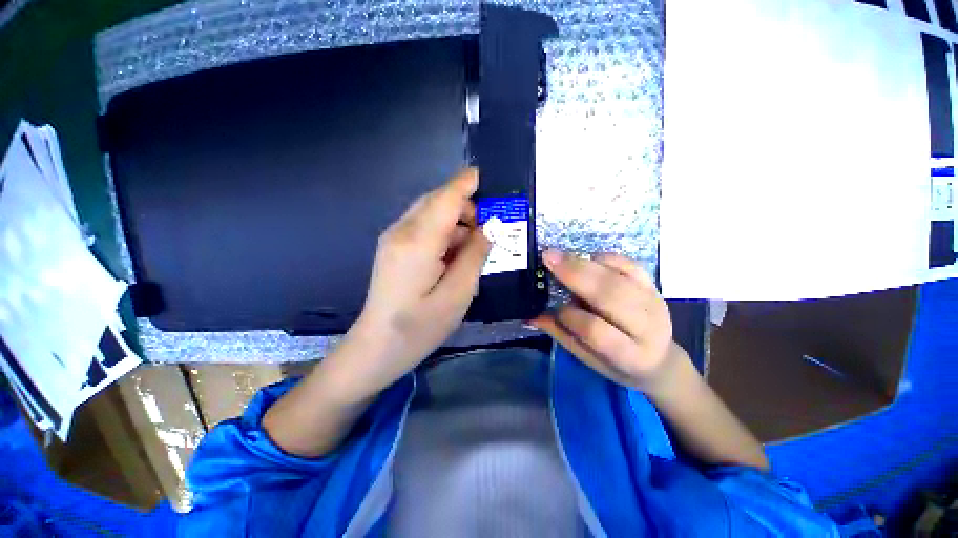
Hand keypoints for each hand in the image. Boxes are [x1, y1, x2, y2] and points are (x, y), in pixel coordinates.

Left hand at [335, 168, 490, 396]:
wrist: (377, 348)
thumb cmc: (420, 327)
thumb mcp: (458, 293)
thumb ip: (475, 254)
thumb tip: (490, 227)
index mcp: (418, 241)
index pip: (446, 198)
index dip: (468, 183)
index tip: (490, 177)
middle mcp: (402, 231)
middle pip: (437, 201)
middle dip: (466, 205)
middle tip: (491, 225)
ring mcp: (394, 238)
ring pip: (430, 213)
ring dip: (456, 220)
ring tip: (476, 245)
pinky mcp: (394, 247)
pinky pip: (423, 227)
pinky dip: (444, 232)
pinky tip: (455, 254)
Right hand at [531, 250, 686, 393]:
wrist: (660, 359)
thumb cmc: (618, 364)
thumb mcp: (588, 359)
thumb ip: (561, 334)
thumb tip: (531, 314)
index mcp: (630, 355)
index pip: (597, 331)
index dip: (571, 316)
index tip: (553, 308)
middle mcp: (647, 326)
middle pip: (611, 295)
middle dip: (576, 274)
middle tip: (548, 259)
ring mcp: (654, 302)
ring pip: (619, 276)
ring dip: (585, 263)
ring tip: (560, 256)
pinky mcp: (654, 286)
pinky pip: (629, 264)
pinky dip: (604, 258)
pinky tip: (586, 258)